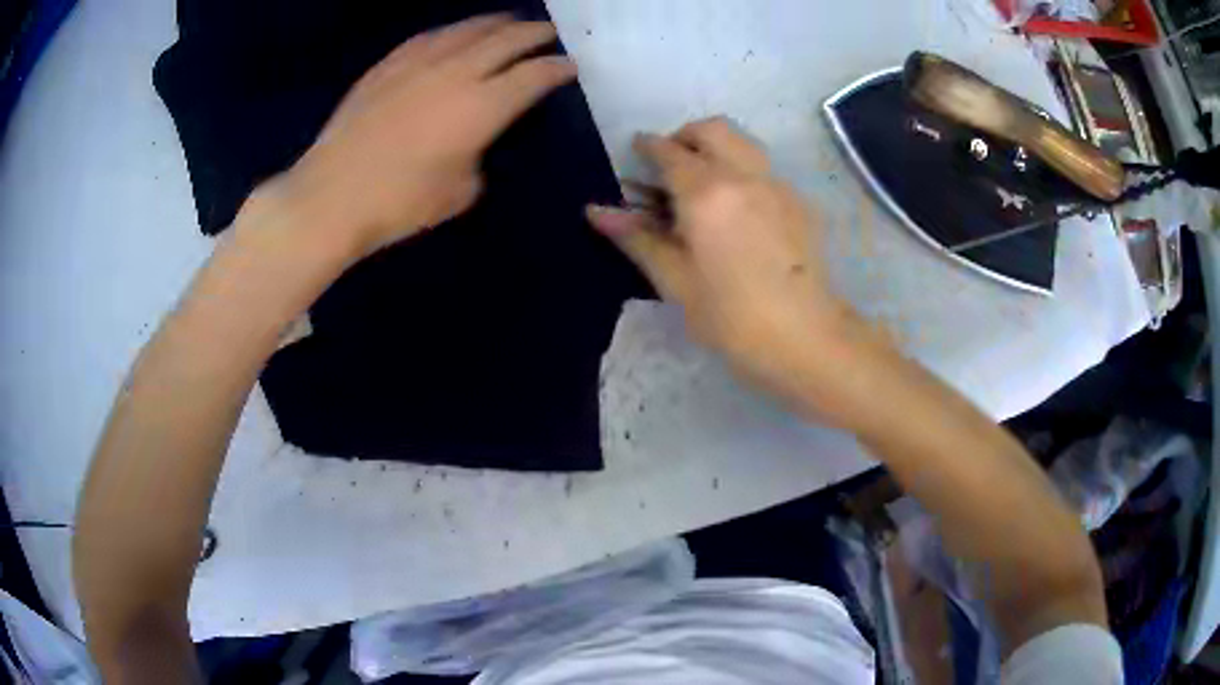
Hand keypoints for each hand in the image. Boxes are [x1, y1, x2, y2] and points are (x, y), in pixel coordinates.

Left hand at [255, 15, 578, 257]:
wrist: (330, 197)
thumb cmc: (400, 204)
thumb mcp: (461, 192)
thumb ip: (479, 155)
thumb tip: (475, 140)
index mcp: (482, 106)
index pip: (533, 76)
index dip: (557, 68)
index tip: (570, 66)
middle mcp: (456, 72)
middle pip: (506, 40)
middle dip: (534, 34)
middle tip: (548, 33)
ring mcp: (417, 63)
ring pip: (467, 30)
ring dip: (495, 23)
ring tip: (508, 22)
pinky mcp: (387, 66)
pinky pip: (428, 37)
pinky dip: (451, 31)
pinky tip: (453, 33)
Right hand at [588, 118, 869, 408]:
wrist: (806, 339)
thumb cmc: (732, 319)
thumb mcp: (676, 282)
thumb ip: (638, 238)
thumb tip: (596, 211)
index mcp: (706, 193)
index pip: (669, 152)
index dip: (647, 146)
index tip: (635, 151)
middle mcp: (744, 175)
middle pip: (711, 129)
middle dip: (684, 136)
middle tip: (669, 163)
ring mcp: (777, 185)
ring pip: (743, 142)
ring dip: (717, 146)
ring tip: (703, 182)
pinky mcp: (800, 202)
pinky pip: (764, 168)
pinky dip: (742, 170)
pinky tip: (738, 210)